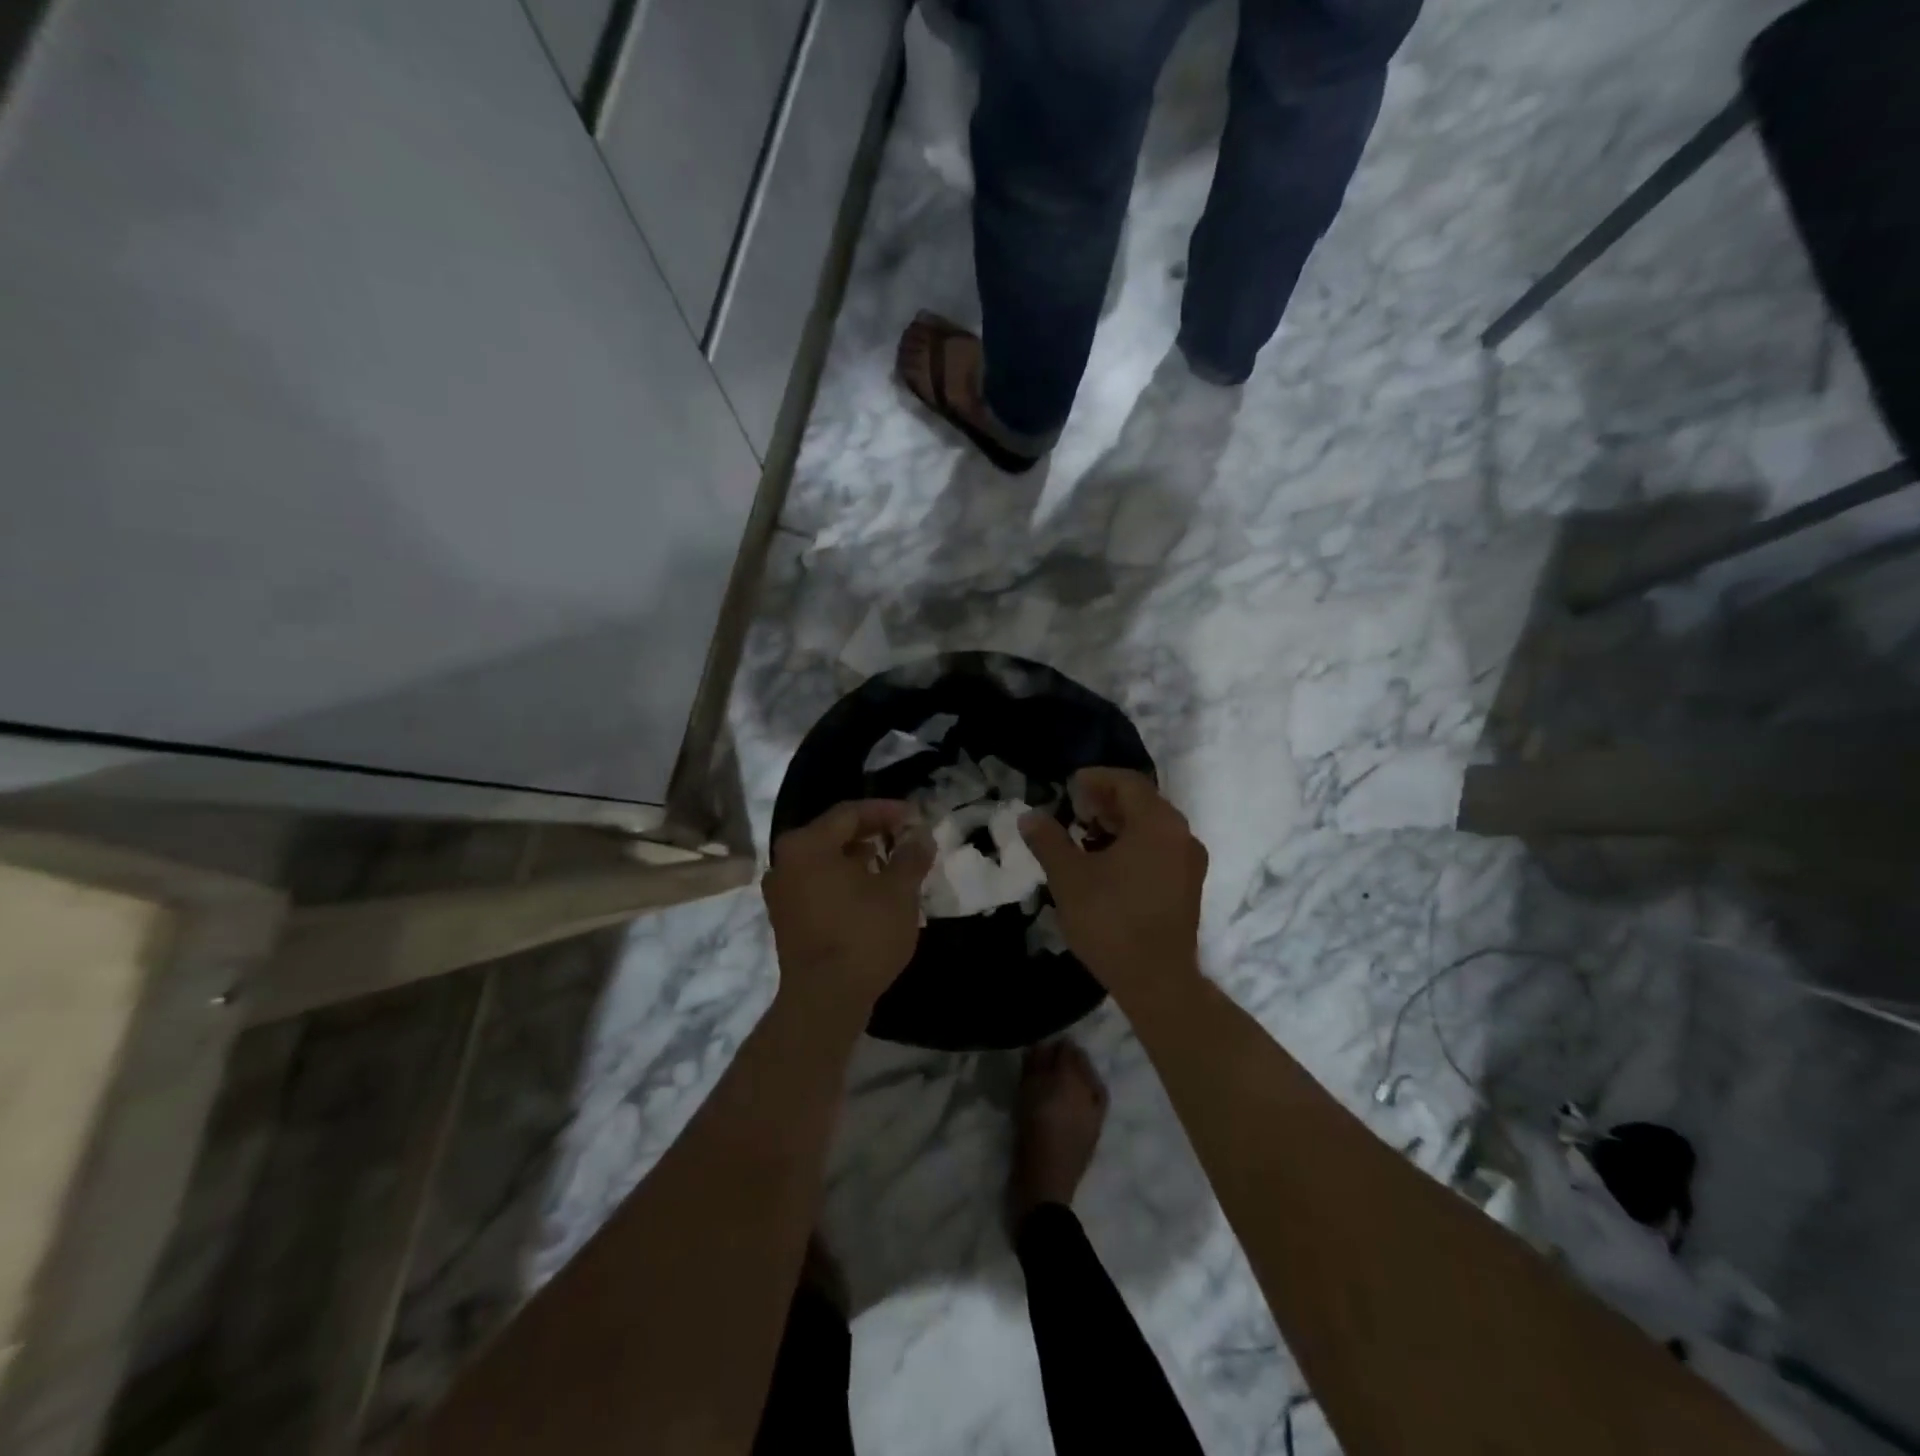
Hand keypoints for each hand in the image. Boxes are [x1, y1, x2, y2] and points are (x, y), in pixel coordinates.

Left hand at [763, 800, 933, 1028]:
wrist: (824, 1000)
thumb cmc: (863, 936)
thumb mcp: (898, 892)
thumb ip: (910, 856)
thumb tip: (921, 835)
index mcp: (807, 845)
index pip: (849, 813)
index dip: (886, 811)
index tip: (915, 817)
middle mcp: (785, 862)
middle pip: (833, 833)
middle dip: (872, 832)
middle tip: (905, 837)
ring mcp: (781, 892)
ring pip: (825, 860)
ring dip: (858, 857)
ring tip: (892, 864)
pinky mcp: (786, 918)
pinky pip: (817, 883)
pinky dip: (844, 880)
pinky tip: (870, 892)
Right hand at [1019, 769, 1206, 1001]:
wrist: (1157, 982)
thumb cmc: (1111, 921)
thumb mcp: (1069, 877)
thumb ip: (1049, 840)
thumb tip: (1029, 816)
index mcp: (1158, 823)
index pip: (1127, 783)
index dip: (1096, 779)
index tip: (1068, 786)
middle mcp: (1182, 835)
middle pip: (1142, 802)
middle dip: (1105, 801)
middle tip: (1073, 810)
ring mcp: (1189, 863)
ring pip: (1152, 827)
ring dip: (1118, 824)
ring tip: (1084, 837)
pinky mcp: (1188, 887)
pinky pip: (1159, 849)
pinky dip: (1133, 845)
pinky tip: (1105, 864)